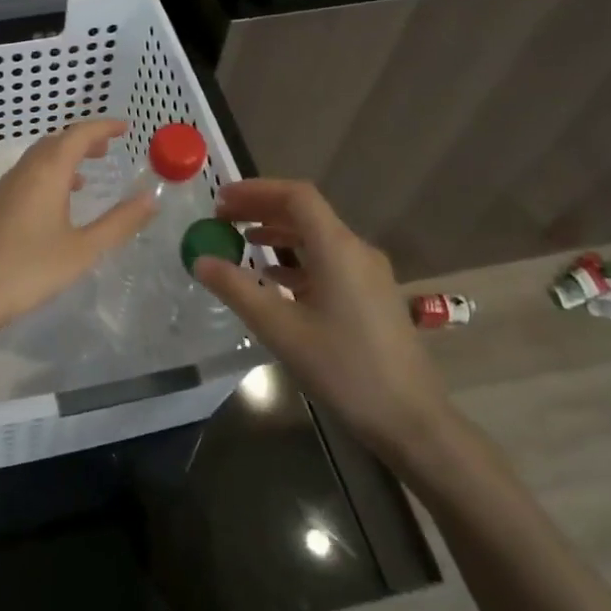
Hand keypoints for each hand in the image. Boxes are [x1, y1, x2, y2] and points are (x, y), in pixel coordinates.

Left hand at [0, 118, 154, 338]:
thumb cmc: (30, 269)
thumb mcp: (83, 249)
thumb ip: (119, 222)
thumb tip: (151, 197)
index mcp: (47, 173)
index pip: (78, 135)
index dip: (103, 127)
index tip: (125, 127)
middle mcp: (24, 172)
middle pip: (55, 141)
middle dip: (83, 140)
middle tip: (108, 149)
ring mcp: (4, 188)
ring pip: (38, 158)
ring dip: (63, 157)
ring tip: (86, 175)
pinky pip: (26, 176)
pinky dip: (47, 175)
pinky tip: (55, 204)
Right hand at [193, 179, 453, 462]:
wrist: (409, 419)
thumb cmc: (343, 368)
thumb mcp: (280, 329)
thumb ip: (237, 289)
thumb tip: (200, 260)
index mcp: (337, 249)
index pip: (297, 196)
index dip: (256, 190)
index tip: (220, 199)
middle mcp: (356, 251)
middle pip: (306, 213)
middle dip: (261, 209)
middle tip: (221, 217)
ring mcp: (367, 274)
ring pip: (317, 237)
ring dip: (277, 232)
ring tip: (239, 241)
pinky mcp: (370, 296)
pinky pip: (327, 261)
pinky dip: (295, 258)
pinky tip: (272, 277)